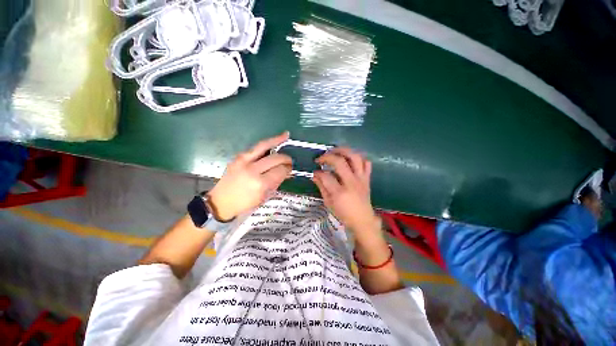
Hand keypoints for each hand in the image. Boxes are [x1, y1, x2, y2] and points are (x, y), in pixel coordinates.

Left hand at [208, 132, 291, 220]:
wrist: (221, 202)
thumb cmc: (245, 203)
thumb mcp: (264, 197)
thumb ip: (276, 182)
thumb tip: (286, 172)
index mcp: (260, 183)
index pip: (280, 170)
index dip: (288, 169)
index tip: (290, 169)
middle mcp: (253, 170)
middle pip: (275, 158)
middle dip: (286, 159)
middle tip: (289, 162)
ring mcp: (243, 161)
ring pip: (265, 146)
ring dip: (277, 141)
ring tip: (286, 136)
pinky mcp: (238, 157)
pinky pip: (256, 147)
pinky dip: (267, 142)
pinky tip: (275, 138)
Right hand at [312, 147, 379, 236]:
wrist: (363, 220)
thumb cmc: (344, 214)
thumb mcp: (329, 203)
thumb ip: (321, 187)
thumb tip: (314, 175)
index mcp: (340, 192)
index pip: (326, 176)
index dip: (318, 172)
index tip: (315, 171)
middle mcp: (351, 183)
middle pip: (340, 162)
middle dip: (328, 156)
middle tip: (321, 158)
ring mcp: (361, 179)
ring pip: (355, 157)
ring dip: (344, 151)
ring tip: (335, 151)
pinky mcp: (367, 179)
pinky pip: (366, 163)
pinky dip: (359, 158)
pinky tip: (350, 159)